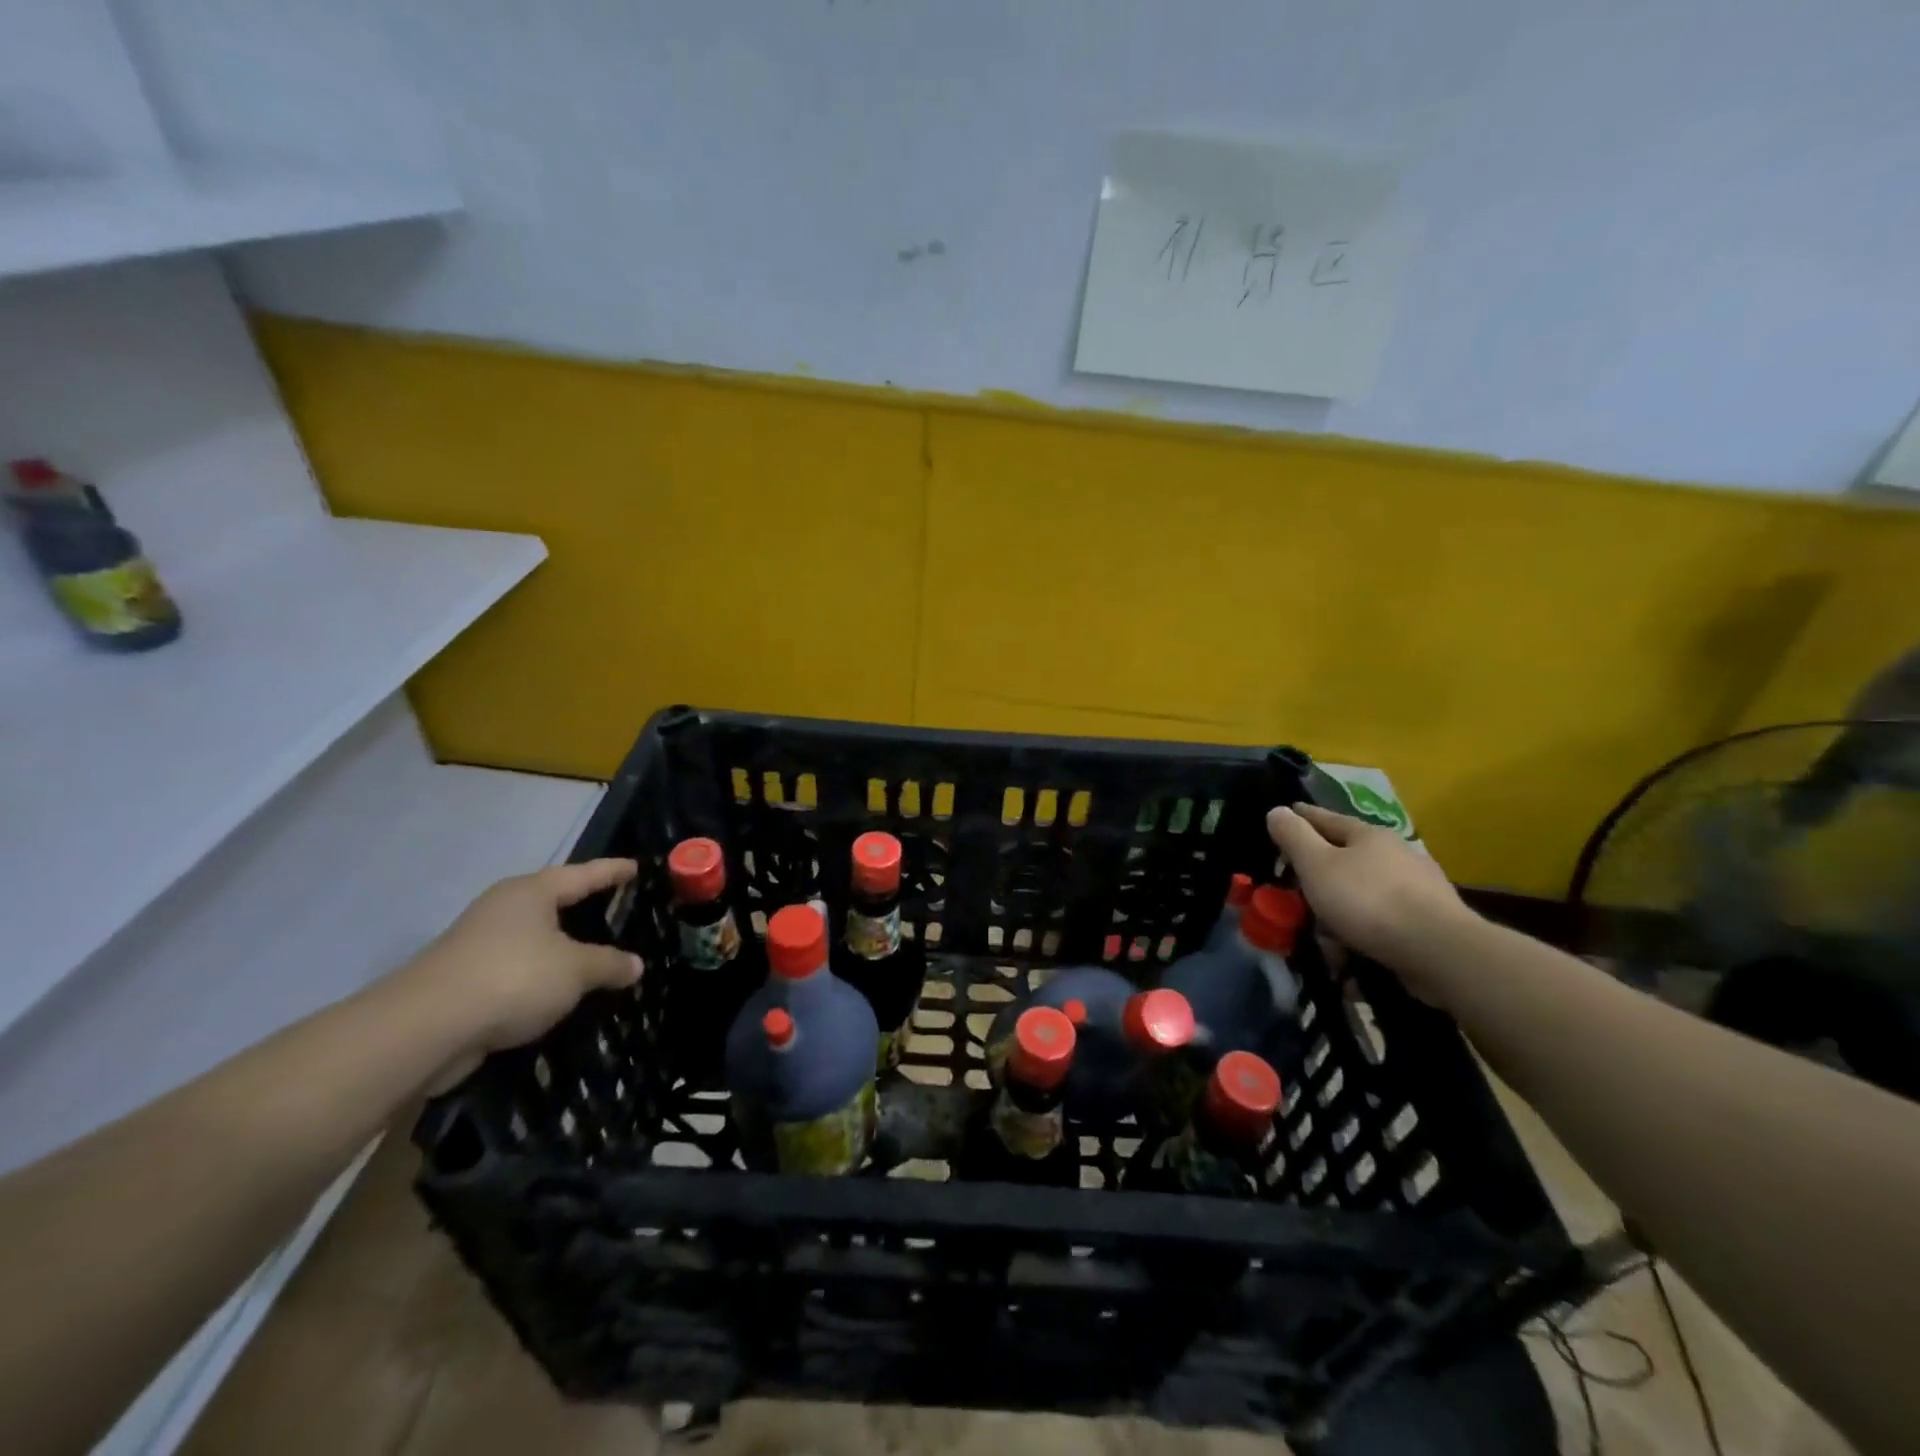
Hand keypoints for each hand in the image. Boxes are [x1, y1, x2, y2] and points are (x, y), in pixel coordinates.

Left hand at [404, 859, 642, 1089]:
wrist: (426, 1028)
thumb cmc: (513, 977)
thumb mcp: (576, 970)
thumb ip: (609, 964)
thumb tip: (636, 964)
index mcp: (531, 892)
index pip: (583, 874)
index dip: (612, 871)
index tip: (636, 867)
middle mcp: (503, 908)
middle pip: (552, 900)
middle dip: (581, 904)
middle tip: (614, 905)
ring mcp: (479, 943)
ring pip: (533, 936)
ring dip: (559, 944)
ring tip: (591, 952)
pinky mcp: (465, 979)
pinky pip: (517, 967)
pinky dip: (540, 974)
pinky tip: (557, 990)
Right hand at [1266, 803, 1474, 1003]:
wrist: (1439, 951)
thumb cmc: (1368, 901)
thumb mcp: (1317, 865)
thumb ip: (1295, 837)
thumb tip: (1277, 810)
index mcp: (1369, 836)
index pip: (1327, 819)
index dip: (1303, 817)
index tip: (1286, 813)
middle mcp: (1396, 854)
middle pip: (1348, 856)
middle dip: (1322, 871)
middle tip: (1298, 885)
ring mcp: (1419, 887)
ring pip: (1366, 891)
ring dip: (1344, 908)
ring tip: (1325, 933)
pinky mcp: (1431, 921)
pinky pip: (1384, 920)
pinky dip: (1365, 930)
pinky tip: (1355, 949)